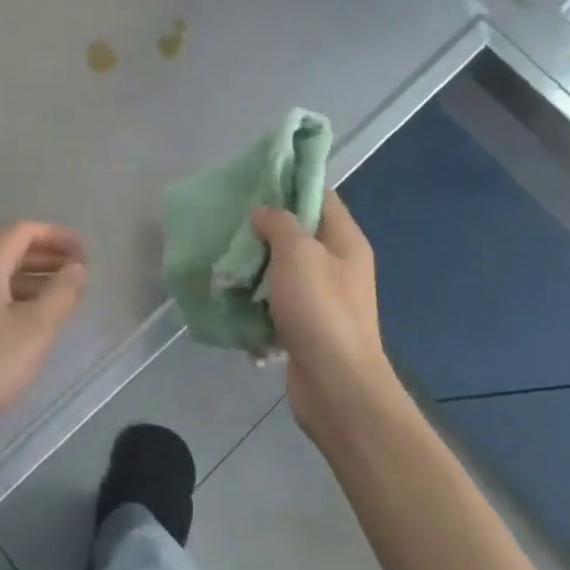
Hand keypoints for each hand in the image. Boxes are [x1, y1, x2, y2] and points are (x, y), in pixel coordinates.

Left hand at [0, 221, 87, 456]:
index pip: (24, 230)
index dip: (58, 236)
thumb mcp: (34, 329)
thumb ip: (61, 293)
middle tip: (80, 274)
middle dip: (48, 257)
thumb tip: (76, 268)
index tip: (85, 253)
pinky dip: (15, 296)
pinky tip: (31, 321)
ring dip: (33, 279)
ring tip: (63, 299)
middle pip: (11, 249)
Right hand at [251, 191, 394, 440]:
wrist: (337, 387)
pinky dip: (257, 299)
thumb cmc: (321, 310)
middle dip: (264, 227)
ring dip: (256, 265)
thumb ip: (279, 224)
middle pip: (299, 232)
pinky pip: (278, 302)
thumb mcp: (298, 253)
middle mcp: (338, 265)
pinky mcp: (306, 326)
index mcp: (345, 240)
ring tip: (224, 258)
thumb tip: (263, 213)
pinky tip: (232, 296)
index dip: (290, 184)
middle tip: (231, 222)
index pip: (320, 196)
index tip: (254, 182)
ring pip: (284, 268)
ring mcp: (323, 298)